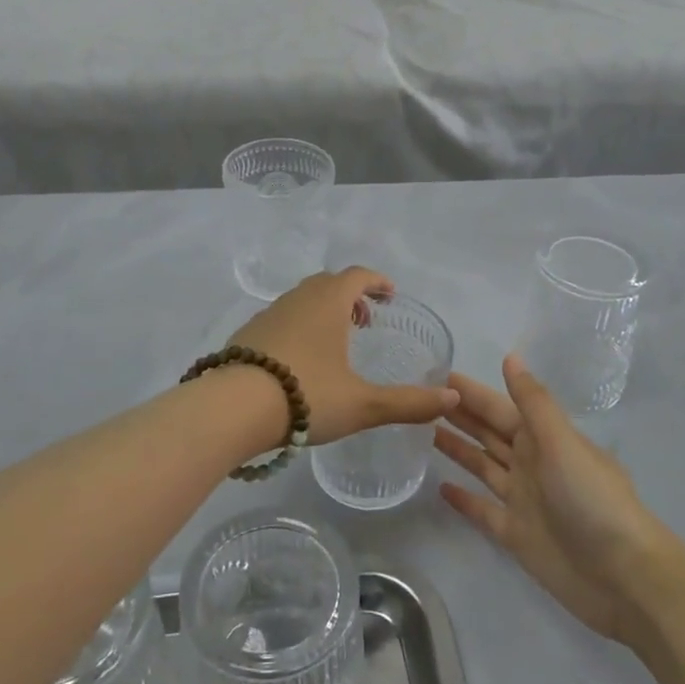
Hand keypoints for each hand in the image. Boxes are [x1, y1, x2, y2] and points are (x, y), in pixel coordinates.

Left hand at [229, 268, 458, 447]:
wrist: (232, 408)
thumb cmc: (306, 395)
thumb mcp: (363, 404)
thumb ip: (409, 402)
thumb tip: (452, 397)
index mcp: (328, 302)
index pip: (358, 275)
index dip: (377, 281)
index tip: (390, 295)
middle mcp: (298, 299)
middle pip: (328, 284)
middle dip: (351, 296)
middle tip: (366, 321)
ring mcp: (268, 314)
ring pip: (302, 300)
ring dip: (323, 311)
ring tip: (335, 343)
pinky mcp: (246, 334)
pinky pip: (281, 319)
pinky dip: (298, 327)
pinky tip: (299, 361)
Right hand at [436, 355, 673, 639]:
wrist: (624, 578)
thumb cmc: (593, 500)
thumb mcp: (562, 443)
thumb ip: (533, 403)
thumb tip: (511, 357)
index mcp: (544, 439)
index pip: (499, 408)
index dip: (471, 393)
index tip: (437, 374)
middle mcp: (531, 463)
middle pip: (489, 433)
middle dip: (460, 415)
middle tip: (419, 398)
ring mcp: (523, 500)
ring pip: (483, 466)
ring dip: (458, 449)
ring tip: (423, 432)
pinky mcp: (516, 535)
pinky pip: (483, 511)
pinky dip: (464, 500)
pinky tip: (440, 487)